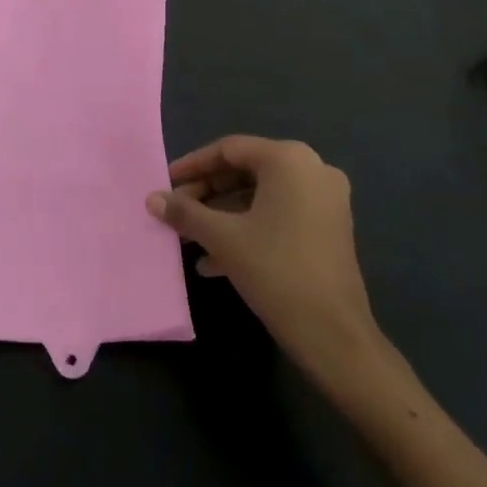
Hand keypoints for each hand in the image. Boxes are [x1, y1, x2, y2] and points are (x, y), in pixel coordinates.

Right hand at [146, 136, 381, 389]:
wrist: (335, 336)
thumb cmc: (276, 271)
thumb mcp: (222, 238)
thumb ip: (185, 212)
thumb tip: (151, 198)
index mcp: (288, 159)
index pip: (229, 150)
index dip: (192, 166)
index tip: (165, 183)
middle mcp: (312, 170)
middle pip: (245, 171)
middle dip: (206, 194)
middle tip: (175, 210)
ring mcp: (325, 200)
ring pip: (260, 197)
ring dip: (222, 215)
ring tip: (189, 238)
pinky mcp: (328, 229)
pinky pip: (278, 216)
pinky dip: (247, 230)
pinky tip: (214, 261)